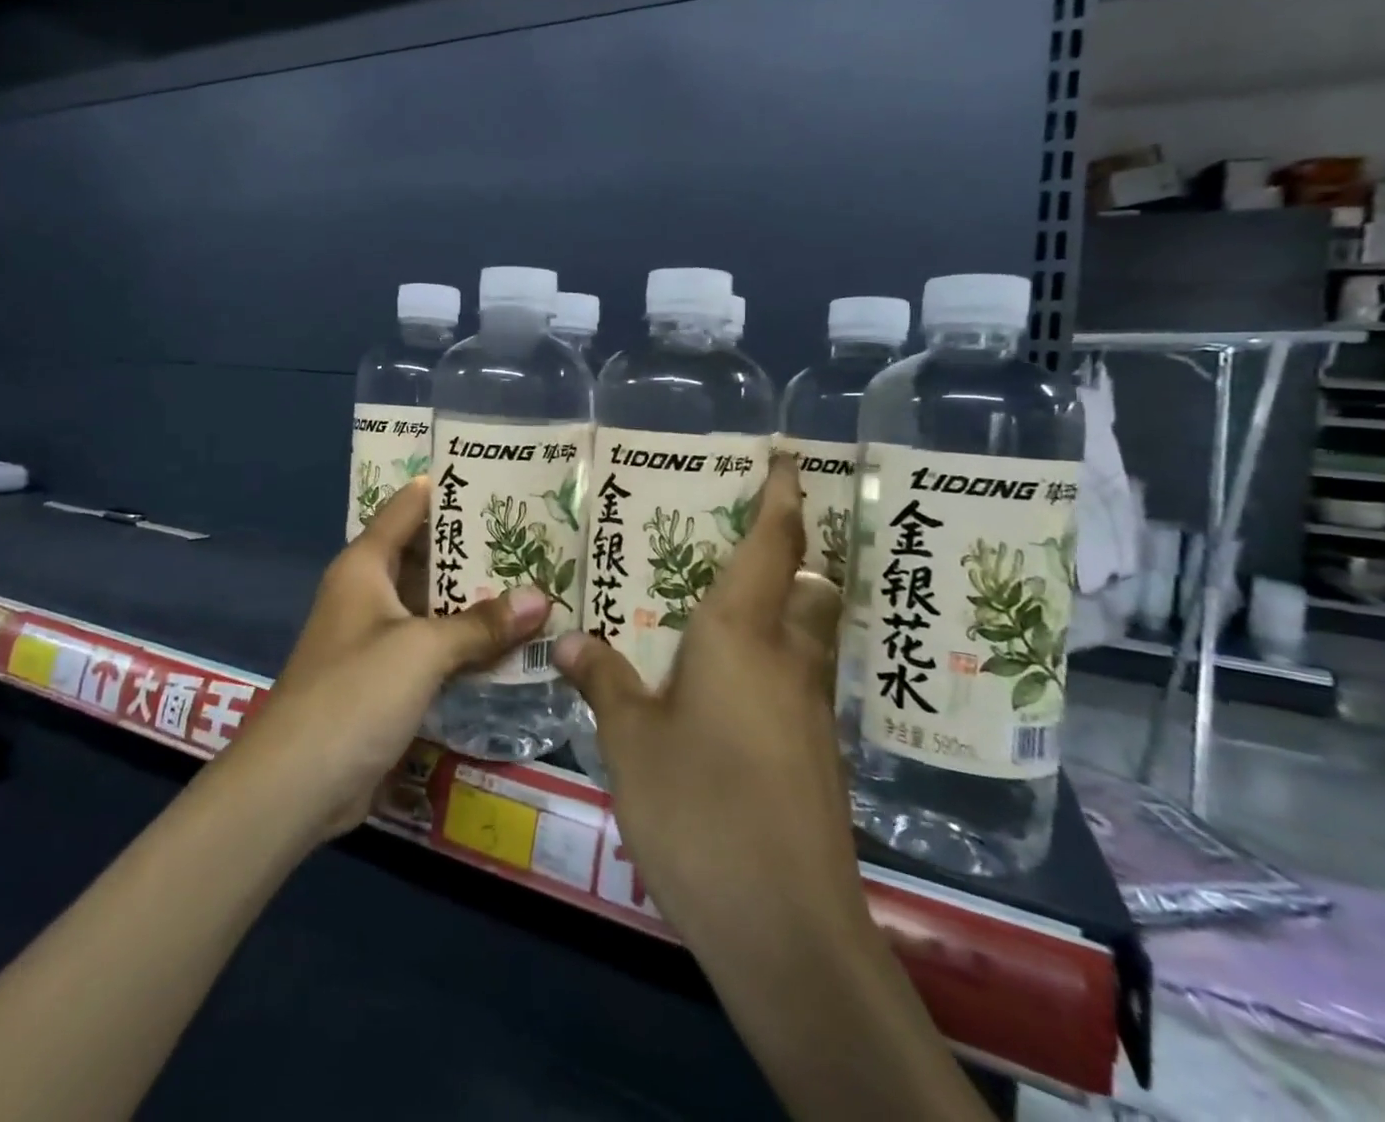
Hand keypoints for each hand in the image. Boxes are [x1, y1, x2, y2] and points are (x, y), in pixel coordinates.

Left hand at [229, 477, 548, 839]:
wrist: (296, 784)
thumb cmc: (354, 693)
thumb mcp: (422, 649)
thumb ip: (481, 623)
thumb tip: (541, 598)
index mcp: (364, 566)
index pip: (407, 507)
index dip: (445, 489)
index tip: (495, 476)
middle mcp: (369, 593)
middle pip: (426, 556)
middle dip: (474, 549)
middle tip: (535, 535)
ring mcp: (377, 638)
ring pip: (433, 605)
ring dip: (476, 600)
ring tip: (536, 581)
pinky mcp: (386, 680)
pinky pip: (434, 647)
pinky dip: (466, 643)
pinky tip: (511, 642)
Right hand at [552, 456, 859, 961]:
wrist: (787, 928)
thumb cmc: (701, 808)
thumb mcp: (631, 740)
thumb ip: (604, 680)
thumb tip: (570, 636)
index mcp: (742, 636)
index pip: (772, 546)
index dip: (783, 495)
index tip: (790, 456)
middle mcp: (786, 660)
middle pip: (805, 583)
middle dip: (787, 548)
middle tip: (738, 529)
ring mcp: (808, 710)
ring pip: (805, 632)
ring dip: (781, 602)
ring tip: (722, 597)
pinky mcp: (814, 753)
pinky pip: (795, 677)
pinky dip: (770, 657)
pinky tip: (726, 681)